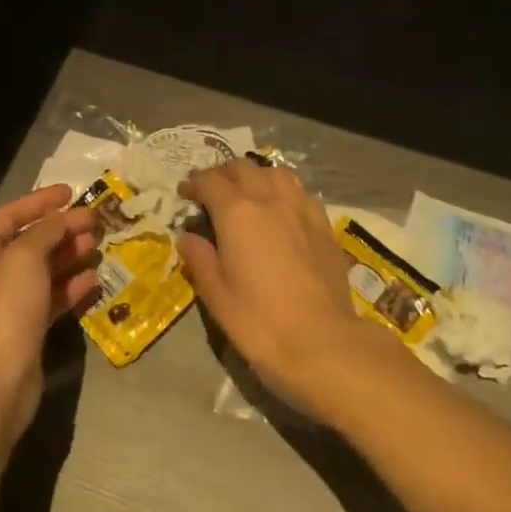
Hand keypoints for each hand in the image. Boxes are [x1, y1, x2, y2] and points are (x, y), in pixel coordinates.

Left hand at [0, 185, 100, 449]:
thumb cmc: (4, 307)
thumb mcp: (25, 256)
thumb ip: (47, 230)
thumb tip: (66, 218)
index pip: (11, 215)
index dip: (42, 201)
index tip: (73, 192)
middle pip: (29, 243)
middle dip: (62, 230)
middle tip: (94, 223)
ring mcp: (7, 305)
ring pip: (43, 271)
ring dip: (69, 256)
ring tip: (96, 247)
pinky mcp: (25, 330)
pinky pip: (50, 299)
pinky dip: (70, 287)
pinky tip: (92, 280)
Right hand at [177, 161, 393, 407]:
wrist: (322, 342)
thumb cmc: (260, 322)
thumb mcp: (217, 296)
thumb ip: (200, 259)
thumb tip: (187, 237)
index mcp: (237, 213)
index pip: (211, 181)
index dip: (194, 184)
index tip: (185, 194)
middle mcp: (270, 199)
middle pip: (243, 169)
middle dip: (224, 175)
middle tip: (213, 194)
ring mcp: (302, 209)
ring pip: (276, 173)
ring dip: (256, 177)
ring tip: (248, 194)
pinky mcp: (325, 224)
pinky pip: (300, 192)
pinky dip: (284, 191)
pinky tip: (282, 211)